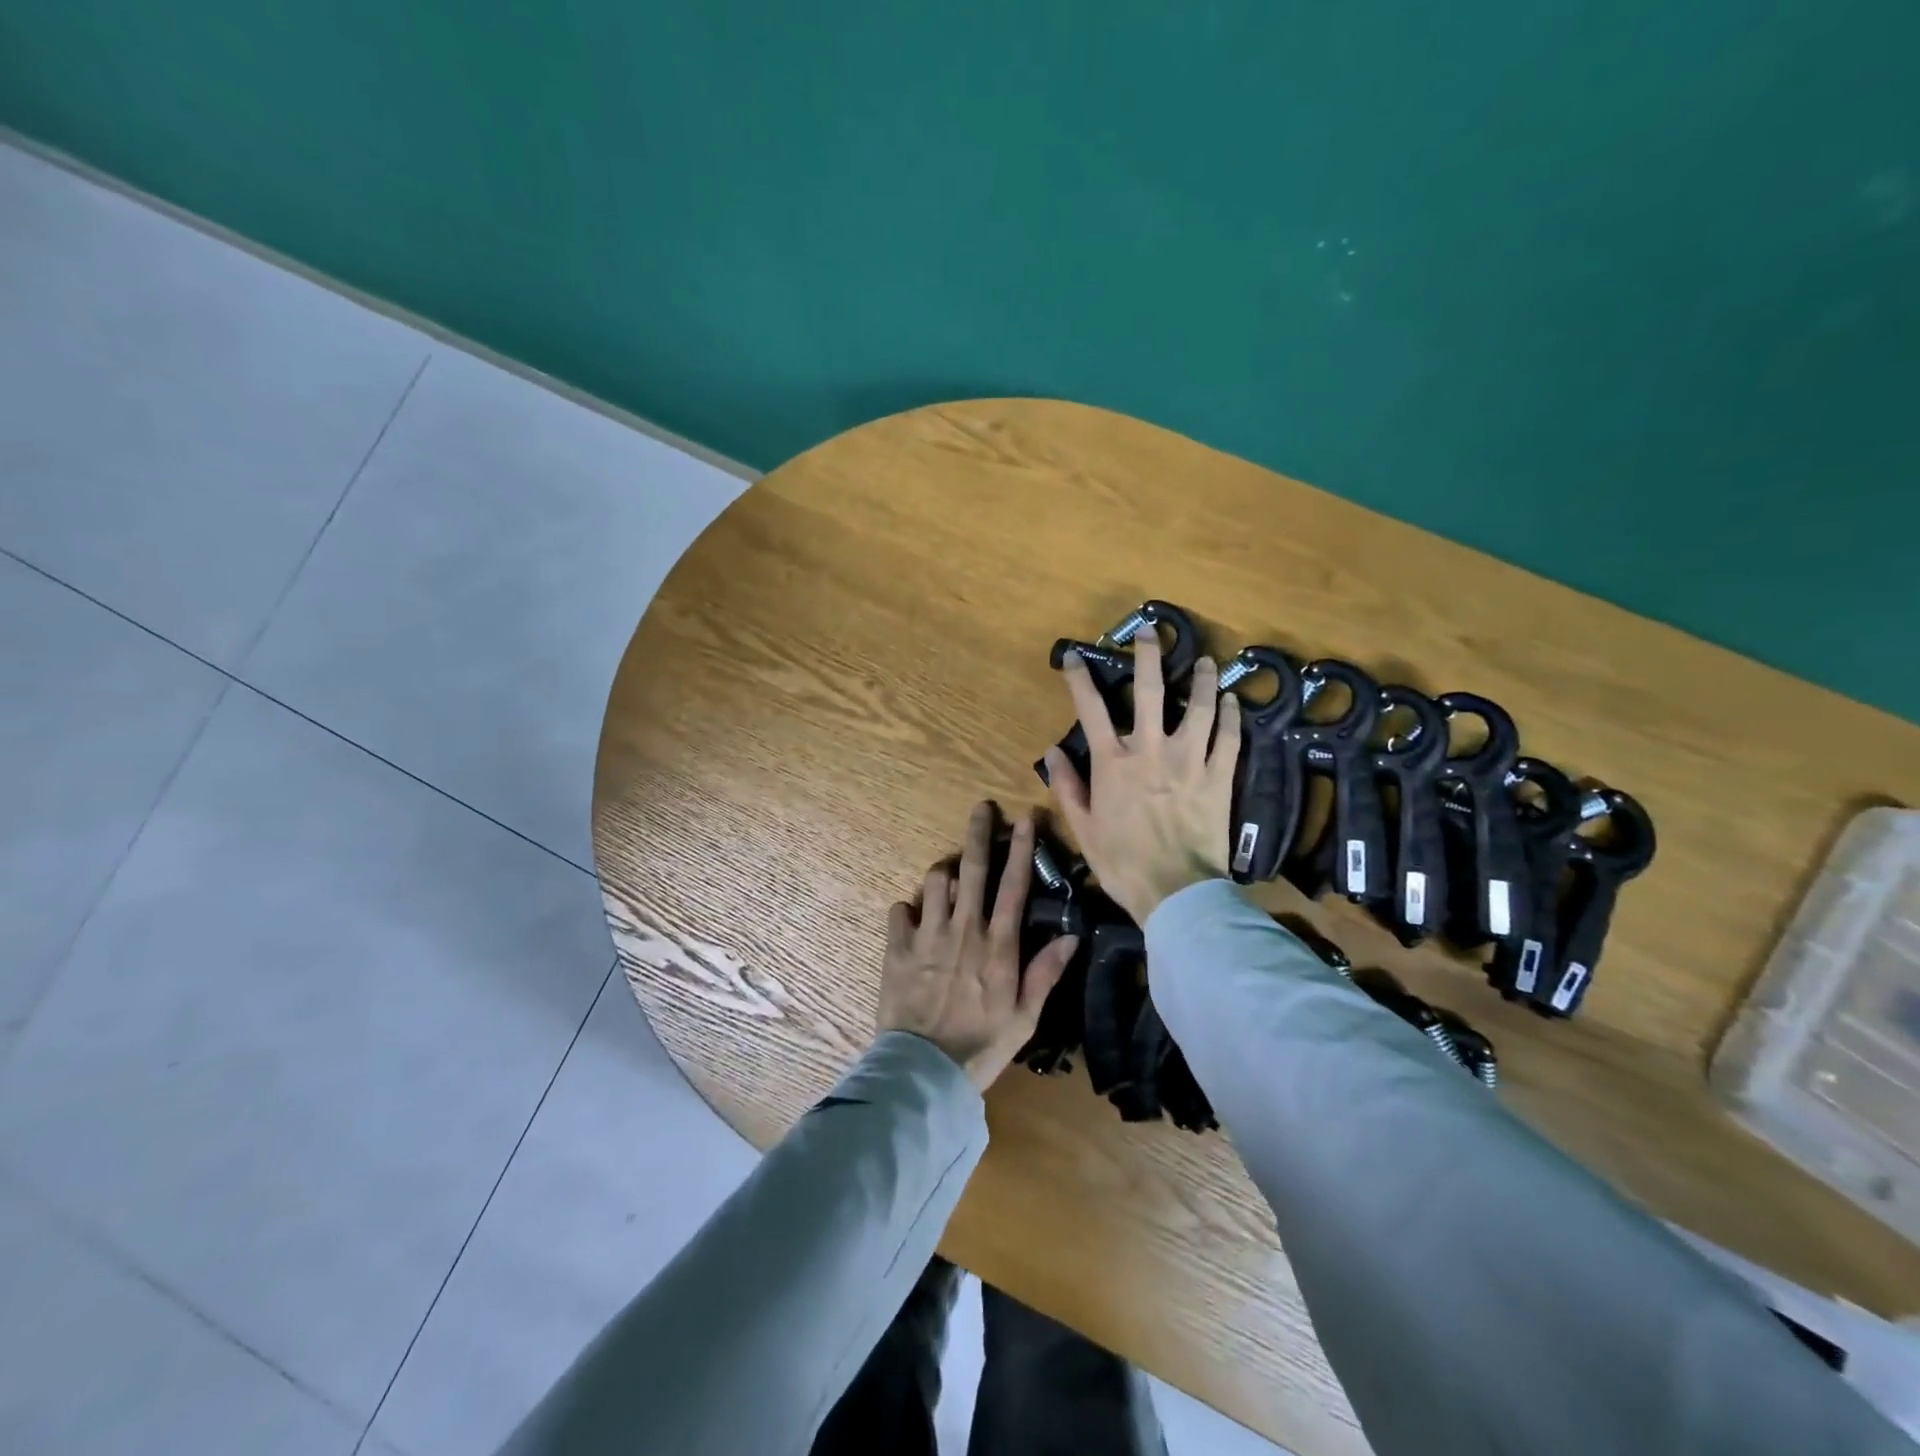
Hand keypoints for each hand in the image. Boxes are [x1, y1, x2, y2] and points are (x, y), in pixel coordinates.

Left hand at [878, 803, 1079, 1090]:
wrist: (924, 1071)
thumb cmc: (982, 1046)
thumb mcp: (1025, 1017)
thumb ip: (1046, 973)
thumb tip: (1071, 937)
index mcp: (998, 945)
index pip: (1014, 885)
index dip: (1022, 848)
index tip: (1025, 818)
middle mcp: (963, 929)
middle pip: (972, 868)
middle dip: (979, 832)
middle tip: (982, 808)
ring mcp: (927, 936)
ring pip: (934, 880)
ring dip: (943, 874)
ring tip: (948, 882)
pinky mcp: (896, 948)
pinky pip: (899, 909)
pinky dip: (907, 908)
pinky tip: (913, 919)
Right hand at [1042, 631, 1239, 923]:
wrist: (1176, 893)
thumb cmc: (1122, 863)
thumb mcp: (1083, 828)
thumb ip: (1067, 787)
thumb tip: (1051, 752)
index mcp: (1113, 763)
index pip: (1091, 709)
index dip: (1081, 679)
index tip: (1076, 657)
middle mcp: (1151, 750)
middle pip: (1151, 691)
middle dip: (1148, 656)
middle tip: (1151, 631)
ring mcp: (1190, 761)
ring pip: (1199, 707)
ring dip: (1200, 679)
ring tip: (1203, 660)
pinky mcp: (1219, 777)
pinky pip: (1229, 739)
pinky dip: (1231, 717)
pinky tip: (1231, 701)